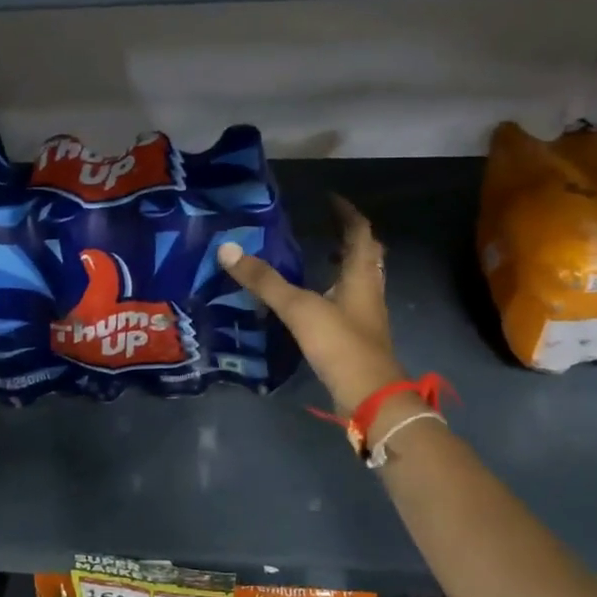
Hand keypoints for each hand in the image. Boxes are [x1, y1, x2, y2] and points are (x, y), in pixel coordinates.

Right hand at [216, 196, 405, 415]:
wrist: (369, 397)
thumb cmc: (340, 344)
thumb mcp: (299, 308)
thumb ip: (265, 281)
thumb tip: (227, 250)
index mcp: (360, 275)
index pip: (360, 232)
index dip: (347, 213)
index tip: (330, 199)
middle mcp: (369, 290)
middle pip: (367, 255)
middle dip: (350, 237)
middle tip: (327, 225)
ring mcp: (367, 315)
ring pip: (360, 279)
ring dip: (345, 264)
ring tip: (321, 256)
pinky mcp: (359, 337)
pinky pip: (350, 302)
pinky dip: (337, 291)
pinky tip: (316, 300)